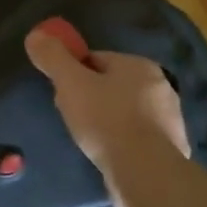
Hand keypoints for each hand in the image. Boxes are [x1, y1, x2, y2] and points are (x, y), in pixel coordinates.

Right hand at [25, 27, 189, 206]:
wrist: (145, 172)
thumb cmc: (106, 120)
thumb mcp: (70, 83)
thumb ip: (53, 57)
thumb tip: (37, 35)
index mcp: (139, 65)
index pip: (97, 59)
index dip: (74, 74)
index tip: (61, 94)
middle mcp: (160, 86)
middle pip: (111, 85)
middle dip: (90, 98)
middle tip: (72, 117)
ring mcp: (169, 119)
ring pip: (125, 112)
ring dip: (107, 121)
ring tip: (89, 140)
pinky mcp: (170, 148)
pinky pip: (137, 137)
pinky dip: (122, 142)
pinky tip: (109, 154)